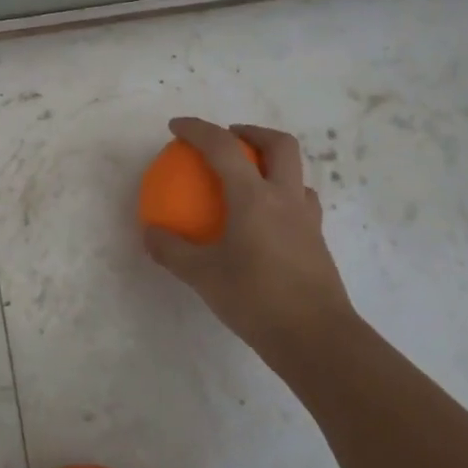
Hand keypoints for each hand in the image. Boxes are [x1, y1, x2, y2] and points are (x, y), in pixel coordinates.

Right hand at [143, 118, 352, 370]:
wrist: (317, 340)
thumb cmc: (256, 300)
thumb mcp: (203, 276)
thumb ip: (172, 251)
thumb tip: (150, 233)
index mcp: (254, 197)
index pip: (223, 147)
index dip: (198, 129)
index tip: (176, 127)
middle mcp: (285, 198)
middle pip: (279, 144)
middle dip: (253, 132)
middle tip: (229, 139)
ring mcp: (307, 220)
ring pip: (296, 174)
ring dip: (272, 165)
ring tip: (249, 180)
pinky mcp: (318, 243)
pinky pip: (301, 204)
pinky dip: (282, 198)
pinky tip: (265, 222)